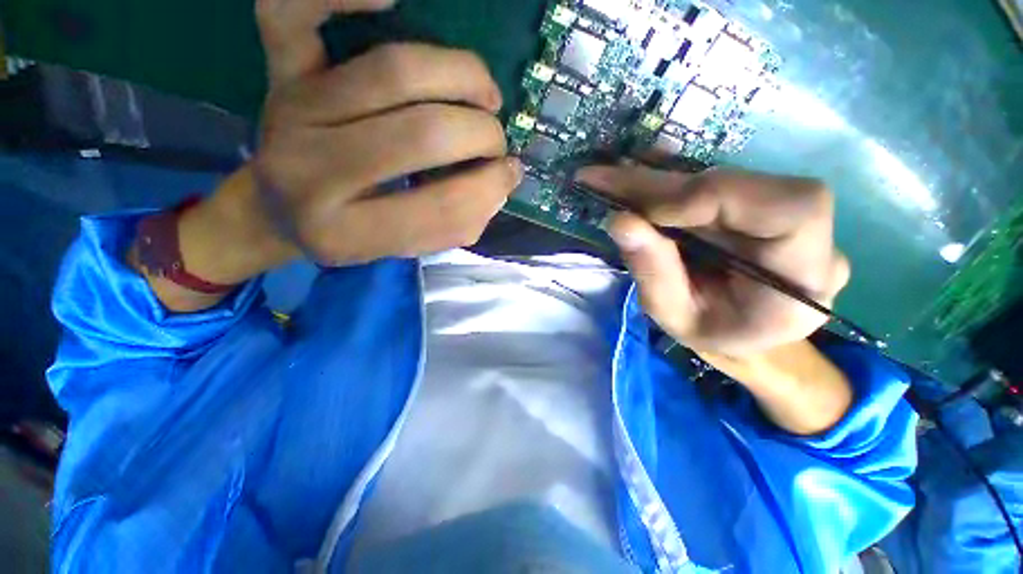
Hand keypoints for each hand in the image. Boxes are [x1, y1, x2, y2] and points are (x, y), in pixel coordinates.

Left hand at [164, 0, 519, 304]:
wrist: (276, 210)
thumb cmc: (349, 234)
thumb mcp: (405, 248)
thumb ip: (456, 225)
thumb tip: (502, 182)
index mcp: (346, 233)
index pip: (437, 209)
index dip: (487, 190)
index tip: (509, 175)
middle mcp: (312, 172)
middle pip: (422, 134)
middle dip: (481, 136)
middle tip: (495, 142)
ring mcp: (293, 113)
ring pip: (394, 71)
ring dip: (461, 77)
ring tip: (486, 94)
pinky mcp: (282, 73)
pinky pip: (293, 8)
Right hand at [579, 164, 849, 357]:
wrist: (744, 332)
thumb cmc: (715, 335)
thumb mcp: (675, 317)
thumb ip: (652, 272)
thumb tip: (620, 220)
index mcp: (806, 277)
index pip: (788, 209)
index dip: (710, 198)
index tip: (642, 213)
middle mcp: (808, 233)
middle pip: (740, 183)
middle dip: (661, 185)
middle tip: (602, 180)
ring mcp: (781, 211)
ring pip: (717, 179)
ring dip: (657, 182)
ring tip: (608, 184)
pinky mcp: (755, 200)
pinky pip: (709, 181)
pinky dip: (667, 182)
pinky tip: (632, 181)